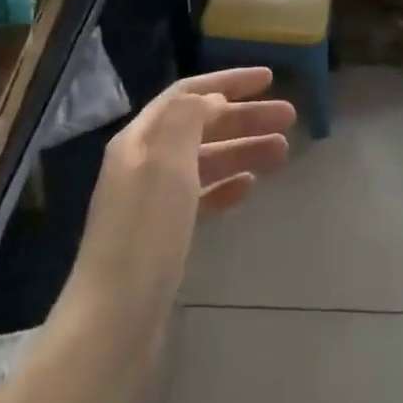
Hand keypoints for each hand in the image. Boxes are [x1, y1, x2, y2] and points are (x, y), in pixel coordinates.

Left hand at [62, 68, 294, 364]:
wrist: (114, 322)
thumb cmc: (144, 235)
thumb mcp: (165, 163)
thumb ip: (188, 120)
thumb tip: (210, 98)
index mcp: (139, 140)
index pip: (187, 94)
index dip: (228, 82)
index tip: (269, 79)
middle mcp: (143, 163)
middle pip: (200, 127)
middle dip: (243, 117)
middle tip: (289, 118)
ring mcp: (152, 201)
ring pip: (204, 161)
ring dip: (242, 150)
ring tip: (282, 151)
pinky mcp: (163, 236)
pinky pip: (200, 196)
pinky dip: (226, 185)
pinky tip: (249, 187)